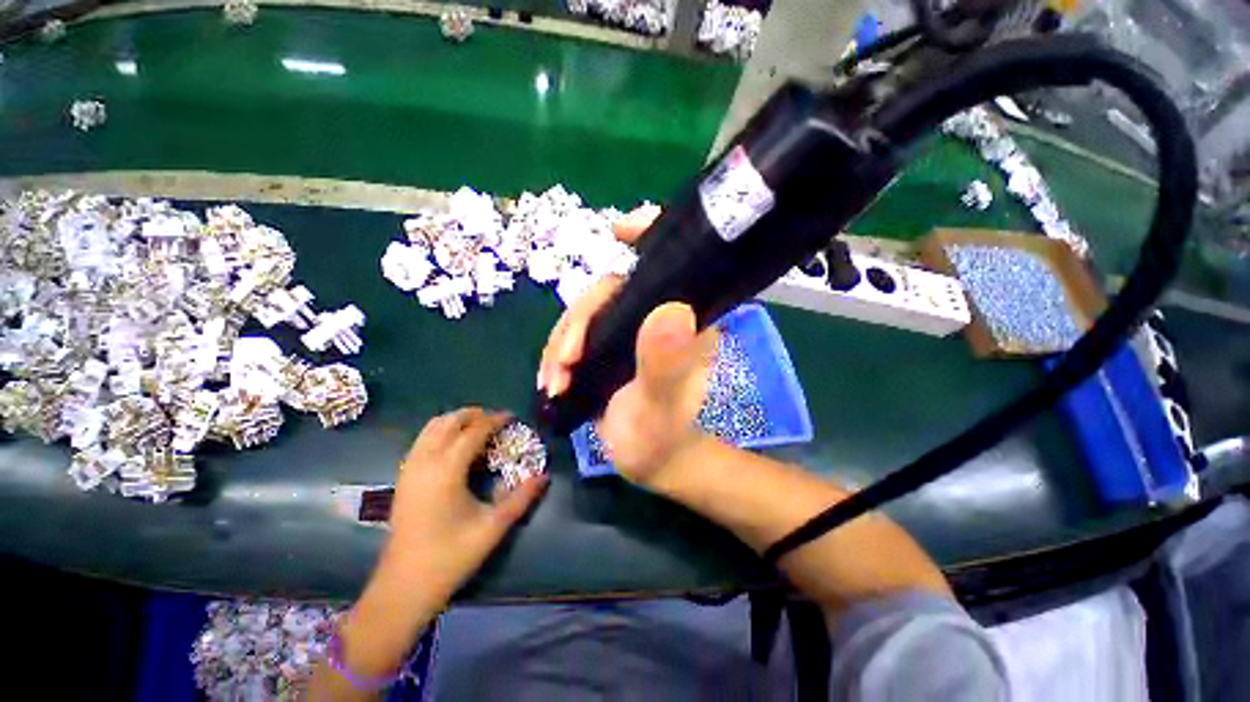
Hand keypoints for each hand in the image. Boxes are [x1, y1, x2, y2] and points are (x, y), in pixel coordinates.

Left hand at [382, 407, 547, 602]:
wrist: (403, 588)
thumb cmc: (450, 556)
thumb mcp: (493, 527)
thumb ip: (522, 498)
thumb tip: (544, 476)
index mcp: (446, 471)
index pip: (473, 431)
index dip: (494, 420)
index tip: (512, 417)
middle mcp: (425, 462)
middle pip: (448, 421)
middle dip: (473, 414)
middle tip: (495, 420)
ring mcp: (409, 470)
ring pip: (430, 428)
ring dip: (455, 421)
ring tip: (477, 429)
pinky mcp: (403, 479)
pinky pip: (422, 441)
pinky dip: (441, 433)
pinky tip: (455, 449)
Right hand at [537, 207, 718, 484]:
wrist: (649, 458)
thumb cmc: (662, 433)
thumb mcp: (663, 404)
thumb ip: (666, 363)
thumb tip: (670, 311)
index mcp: (683, 318)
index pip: (669, 263)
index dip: (647, 235)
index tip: (618, 229)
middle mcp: (657, 315)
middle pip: (609, 291)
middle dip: (578, 321)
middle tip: (565, 361)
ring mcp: (629, 329)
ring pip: (586, 314)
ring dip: (561, 343)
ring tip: (554, 380)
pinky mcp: (608, 345)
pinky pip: (576, 335)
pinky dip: (558, 355)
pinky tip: (551, 380)